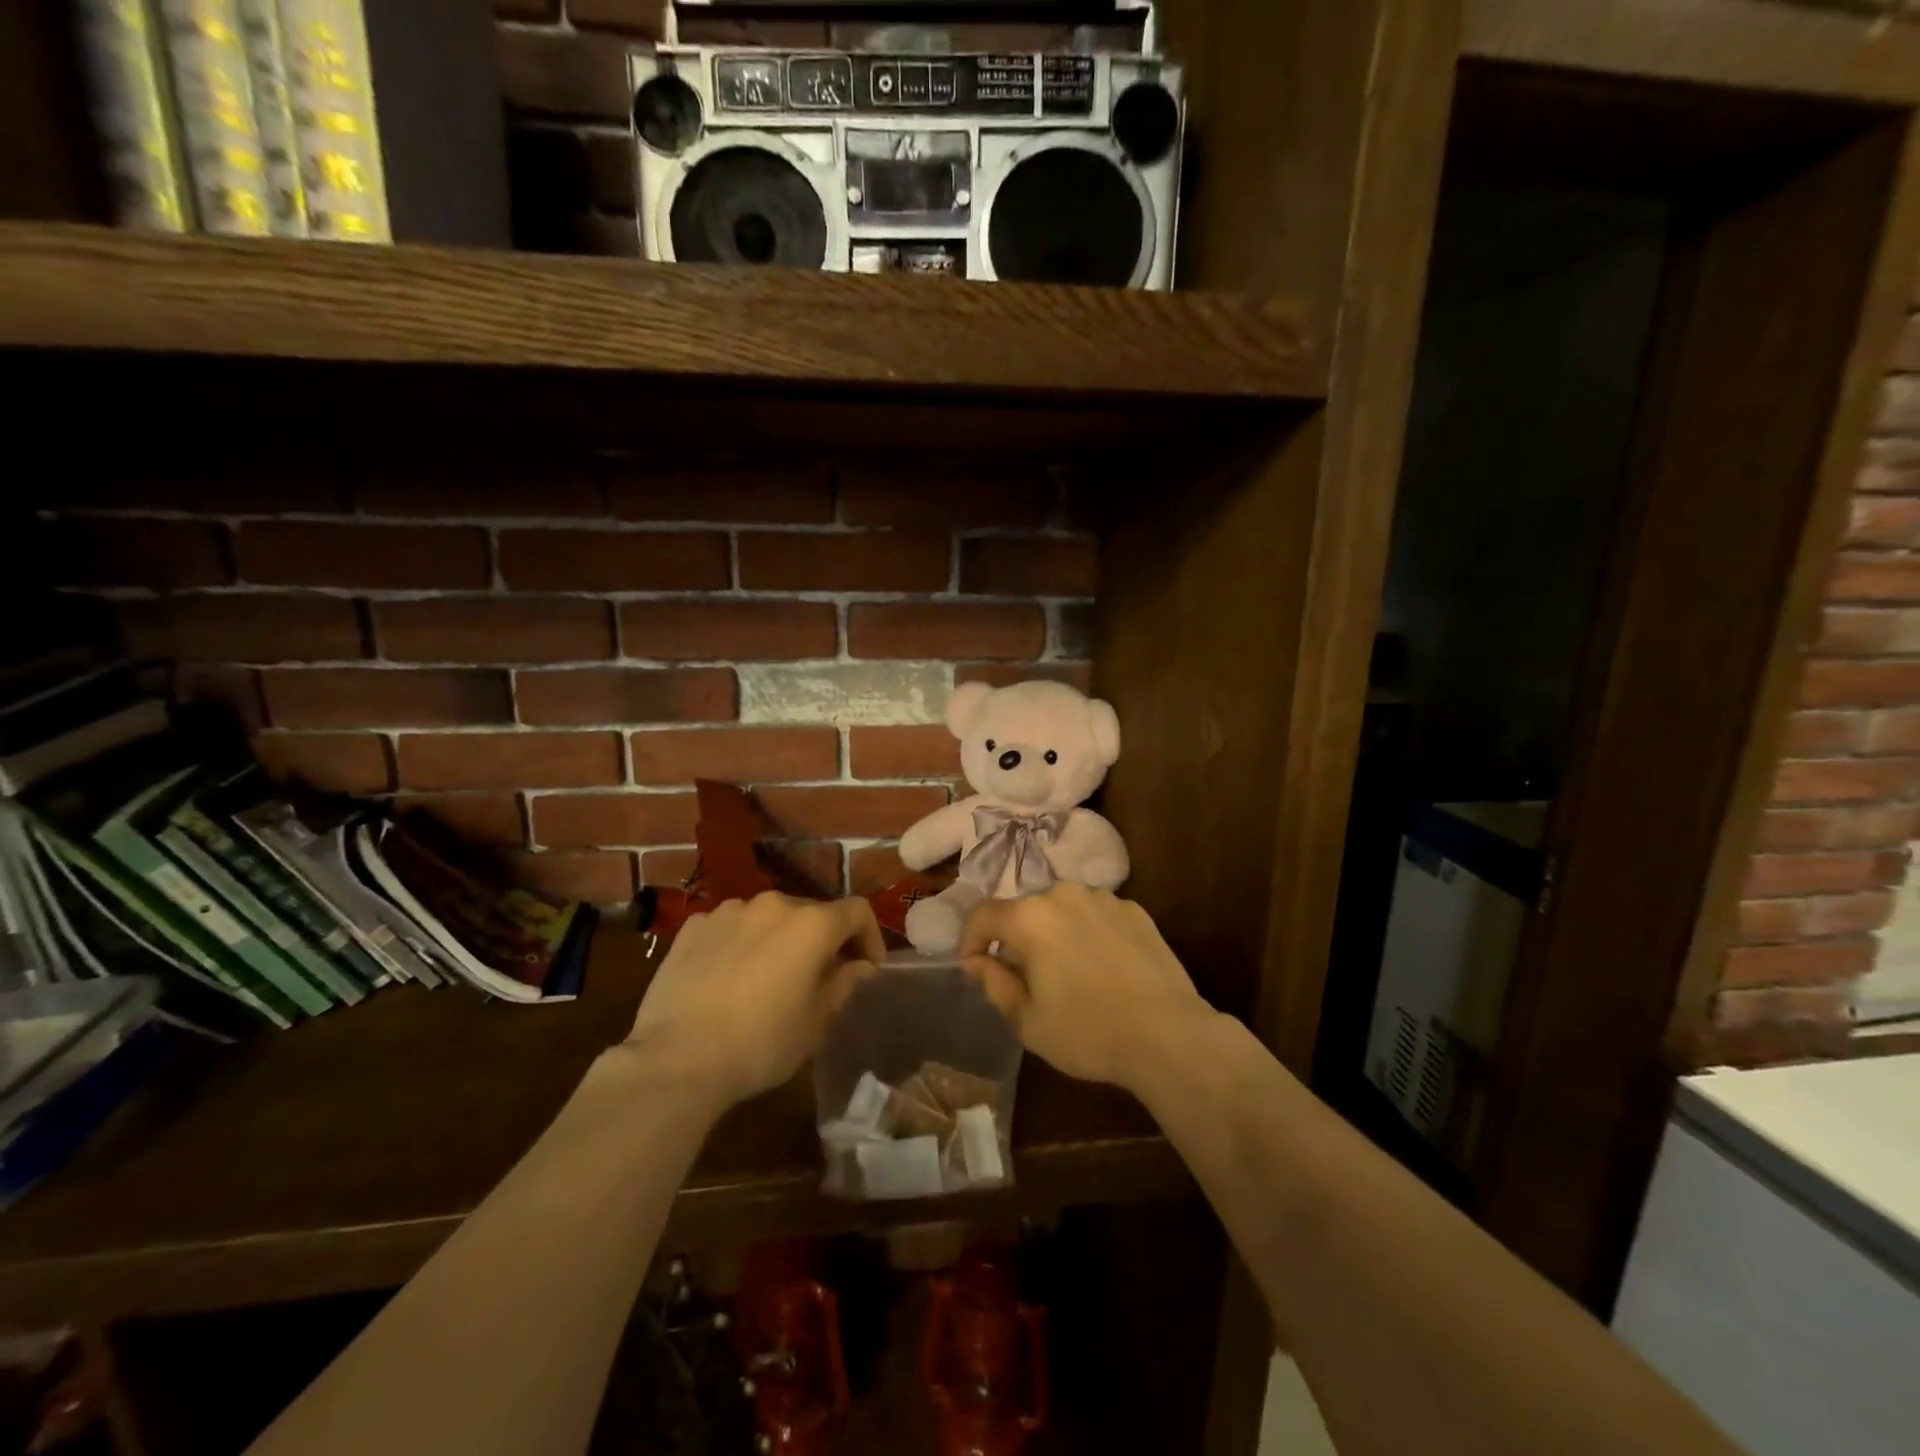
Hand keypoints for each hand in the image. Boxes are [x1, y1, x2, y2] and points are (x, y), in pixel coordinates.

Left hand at [626, 893, 883, 1103]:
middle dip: (822, 940)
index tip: (868, 967)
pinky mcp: (693, 927)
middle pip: (811, 912)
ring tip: (768, 977)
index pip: (857, 912)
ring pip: (768, 918)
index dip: (870, 936)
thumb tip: (860, 966)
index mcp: (812, 924)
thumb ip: (843, 984)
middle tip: (818, 977)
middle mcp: (773, 904)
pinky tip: (728, 977)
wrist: (677, 1058)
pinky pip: (730, 927)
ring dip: (778, 939)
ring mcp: (729, 911)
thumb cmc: (761, 1043)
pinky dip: (740, 943)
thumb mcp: (815, 1022)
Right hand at [958, 884, 1215, 1089]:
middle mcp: (1063, 894)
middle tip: (1024, 976)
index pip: (983, 915)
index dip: (969, 939)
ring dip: (1054, 933)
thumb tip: (975, 961)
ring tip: (1068, 971)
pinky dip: (1088, 934)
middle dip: (1016, 938)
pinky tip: (1103, 968)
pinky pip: (1096, 916)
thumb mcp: (1027, 1020)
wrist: (1168, 1035)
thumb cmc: (1087, 1032)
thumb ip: (993, 982)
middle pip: (1025, 910)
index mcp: (1030, 917)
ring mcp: (1103, 899)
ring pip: (1063, 910)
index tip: (972, 966)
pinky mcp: (1135, 910)